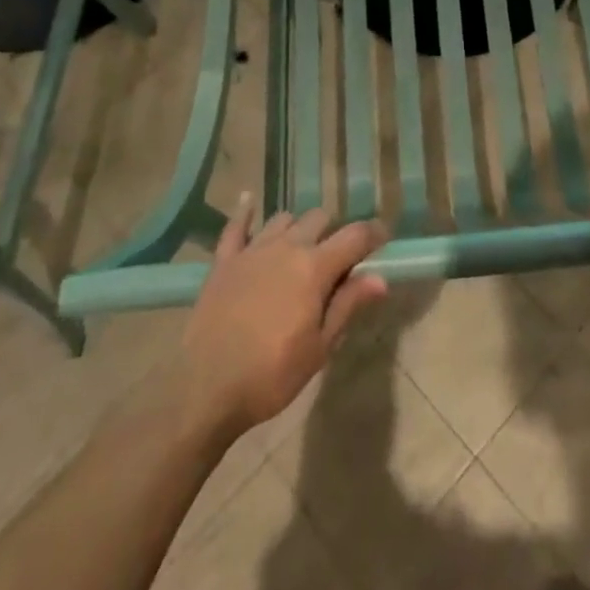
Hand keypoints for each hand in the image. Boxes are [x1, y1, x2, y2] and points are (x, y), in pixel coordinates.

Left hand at [174, 194, 387, 446]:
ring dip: (296, 228)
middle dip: (333, 232)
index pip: (354, 237)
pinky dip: (245, 212)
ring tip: (298, 248)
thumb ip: (348, 305)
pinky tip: (248, 201)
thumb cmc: (271, 374)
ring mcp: (252, 250)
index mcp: (315, 267)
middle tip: (335, 258)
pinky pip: (236, 225)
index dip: (373, 233)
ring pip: (283, 218)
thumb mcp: (319, 348)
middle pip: (319, 218)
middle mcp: (287, 247)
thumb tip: (380, 278)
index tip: (383, 236)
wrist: (205, 388)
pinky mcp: (224, 261)